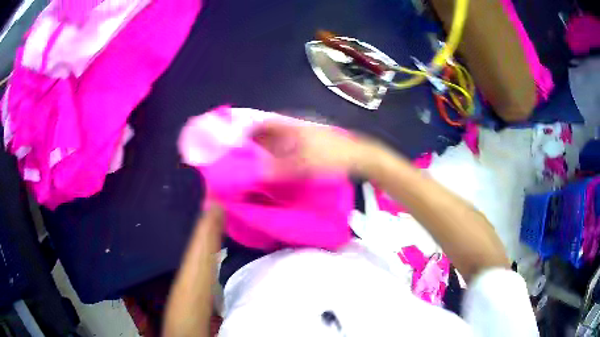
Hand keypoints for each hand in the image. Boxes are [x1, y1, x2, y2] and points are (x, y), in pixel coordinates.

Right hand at [251, 121, 373, 177]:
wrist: (358, 155)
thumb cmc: (331, 156)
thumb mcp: (304, 165)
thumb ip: (279, 169)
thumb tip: (256, 173)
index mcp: (290, 125)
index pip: (262, 123)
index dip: (247, 131)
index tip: (236, 144)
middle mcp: (294, 126)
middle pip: (268, 131)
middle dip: (255, 143)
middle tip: (243, 158)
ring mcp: (302, 134)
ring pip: (278, 139)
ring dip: (267, 149)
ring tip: (255, 164)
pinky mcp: (309, 143)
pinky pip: (288, 146)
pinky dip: (279, 154)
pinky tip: (276, 166)